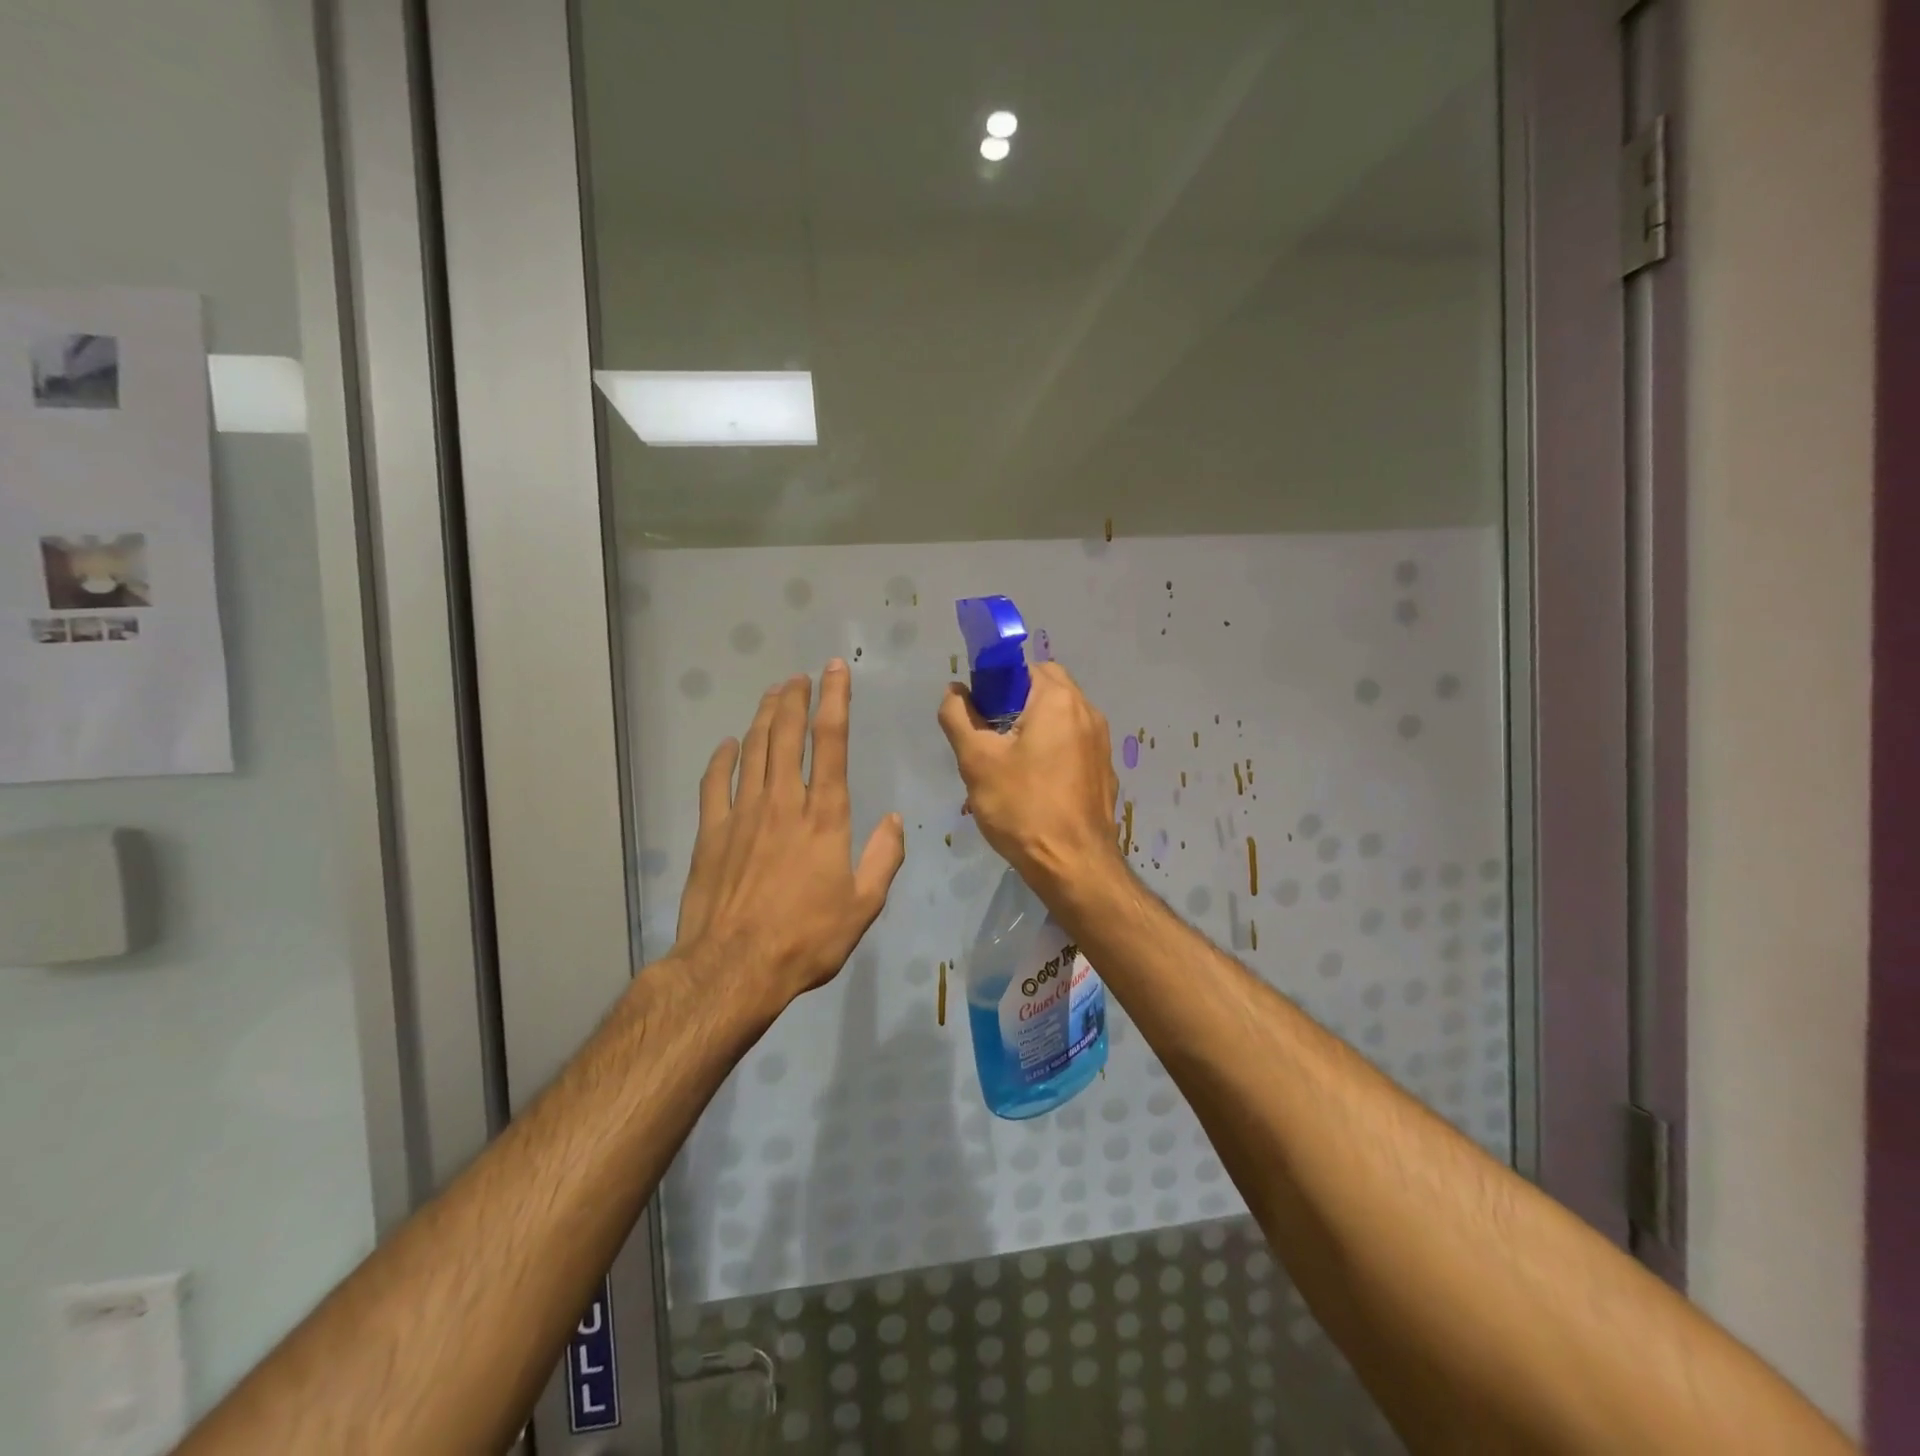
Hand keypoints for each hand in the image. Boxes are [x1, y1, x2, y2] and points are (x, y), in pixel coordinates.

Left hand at [676, 662, 904, 1005]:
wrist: (734, 967)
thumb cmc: (806, 938)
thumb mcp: (863, 905)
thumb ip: (883, 858)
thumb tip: (896, 821)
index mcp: (825, 815)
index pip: (832, 742)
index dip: (835, 701)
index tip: (834, 671)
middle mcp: (783, 801)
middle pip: (787, 734)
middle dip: (795, 699)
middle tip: (799, 676)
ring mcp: (742, 813)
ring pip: (753, 749)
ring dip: (764, 717)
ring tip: (773, 694)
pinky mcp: (711, 831)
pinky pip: (715, 782)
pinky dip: (722, 759)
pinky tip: (727, 744)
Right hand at [937, 661, 1123, 895]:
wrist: (1074, 865)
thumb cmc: (1022, 807)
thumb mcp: (976, 760)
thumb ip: (959, 716)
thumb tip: (955, 690)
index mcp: (1059, 700)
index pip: (1023, 667)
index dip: (995, 684)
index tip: (978, 714)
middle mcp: (1087, 712)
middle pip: (1044, 689)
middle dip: (1014, 705)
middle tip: (989, 740)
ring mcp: (1100, 743)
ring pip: (1059, 718)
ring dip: (1032, 729)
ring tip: (1007, 766)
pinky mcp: (1103, 770)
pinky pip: (1072, 745)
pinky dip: (1051, 752)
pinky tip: (1033, 786)